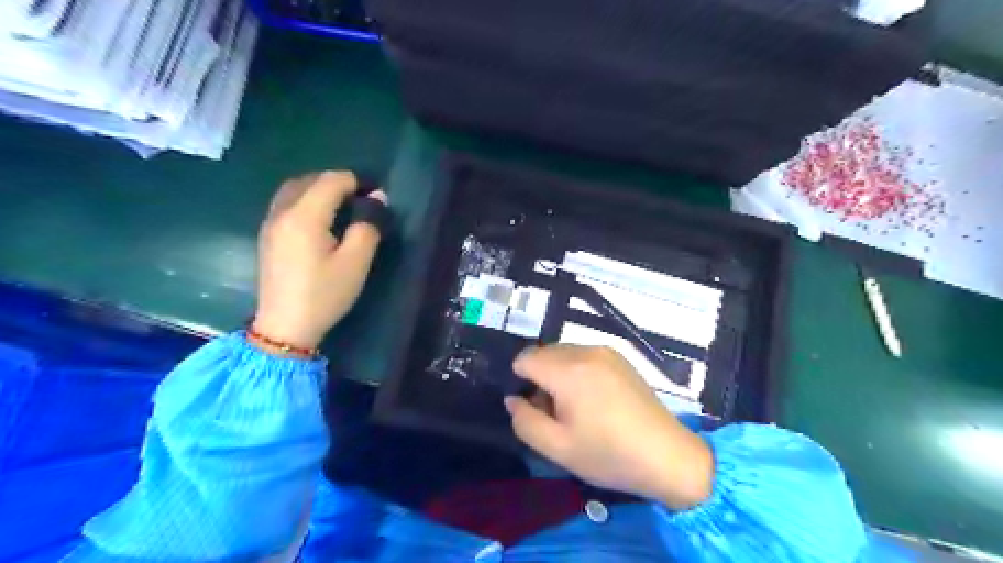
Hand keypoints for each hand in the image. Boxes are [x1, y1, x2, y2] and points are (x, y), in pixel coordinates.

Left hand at [256, 170, 386, 348]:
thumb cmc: (324, 294)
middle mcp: (282, 213)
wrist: (285, 326)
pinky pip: (285, 203)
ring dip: (318, 187)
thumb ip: (367, 227)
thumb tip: (377, 199)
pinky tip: (319, 216)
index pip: (330, 181)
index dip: (355, 181)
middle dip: (336, 181)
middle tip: (361, 195)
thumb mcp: (355, 263)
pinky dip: (304, 198)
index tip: (376, 193)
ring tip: (341, 202)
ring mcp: (270, 224)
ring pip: (293, 189)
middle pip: (308, 180)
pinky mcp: (267, 236)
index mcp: (304, 217)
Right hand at [511, 344, 711, 511]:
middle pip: (544, 353)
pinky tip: (594, 401)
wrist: (668, 456)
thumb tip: (513, 399)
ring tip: (576, 409)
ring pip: (563, 354)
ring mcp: (606, 352)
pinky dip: (577, 372)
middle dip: (539, 378)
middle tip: (554, 413)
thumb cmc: (609, 455)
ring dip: (558, 375)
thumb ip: (524, 421)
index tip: (534, 409)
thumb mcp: (557, 448)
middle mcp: (586, 351)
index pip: (525, 358)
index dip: (521, 382)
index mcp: (569, 370)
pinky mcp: (620, 358)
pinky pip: (584, 356)